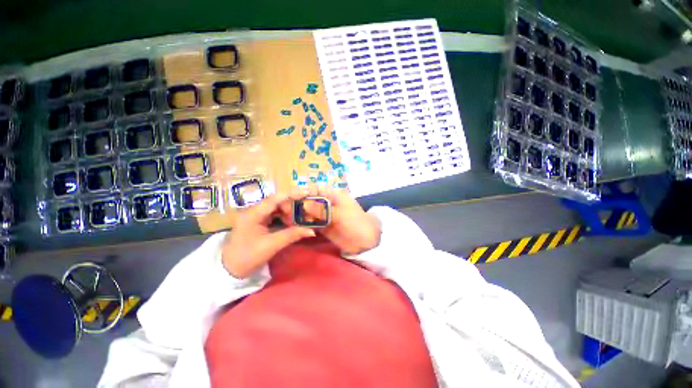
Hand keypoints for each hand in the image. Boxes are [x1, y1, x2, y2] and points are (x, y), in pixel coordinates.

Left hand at [222, 194, 314, 278]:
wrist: (229, 270)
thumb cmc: (247, 257)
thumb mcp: (271, 246)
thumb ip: (291, 235)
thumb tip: (311, 230)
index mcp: (253, 214)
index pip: (275, 199)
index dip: (292, 194)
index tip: (307, 193)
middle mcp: (254, 211)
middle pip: (277, 202)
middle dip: (292, 207)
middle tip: (304, 215)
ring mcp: (256, 215)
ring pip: (277, 208)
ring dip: (289, 213)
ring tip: (299, 221)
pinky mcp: (258, 221)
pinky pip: (275, 215)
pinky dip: (284, 218)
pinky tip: (291, 224)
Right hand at [282, 187, 381, 254]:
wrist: (366, 240)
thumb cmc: (356, 222)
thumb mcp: (341, 214)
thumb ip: (323, 210)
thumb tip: (305, 205)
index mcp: (334, 196)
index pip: (317, 189)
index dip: (305, 192)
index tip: (294, 198)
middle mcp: (327, 204)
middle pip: (310, 201)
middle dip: (299, 204)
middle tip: (287, 210)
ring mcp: (325, 216)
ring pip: (309, 212)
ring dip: (299, 215)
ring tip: (288, 219)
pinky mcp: (324, 227)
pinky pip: (311, 223)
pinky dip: (304, 224)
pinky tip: (294, 226)